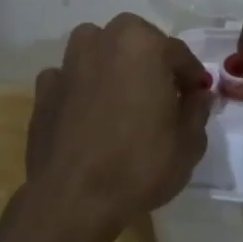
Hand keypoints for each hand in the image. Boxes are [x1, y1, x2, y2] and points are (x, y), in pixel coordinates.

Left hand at [26, 14, 210, 219]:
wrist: (73, 200)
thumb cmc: (140, 165)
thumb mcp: (189, 143)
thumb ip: (197, 110)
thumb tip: (198, 95)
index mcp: (143, 45)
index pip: (178, 53)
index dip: (191, 77)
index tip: (196, 97)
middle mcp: (102, 41)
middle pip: (135, 42)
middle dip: (151, 62)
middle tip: (161, 95)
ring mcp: (68, 64)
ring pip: (98, 51)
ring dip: (113, 65)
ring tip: (123, 98)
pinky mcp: (43, 90)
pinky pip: (70, 78)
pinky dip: (82, 87)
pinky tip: (89, 114)